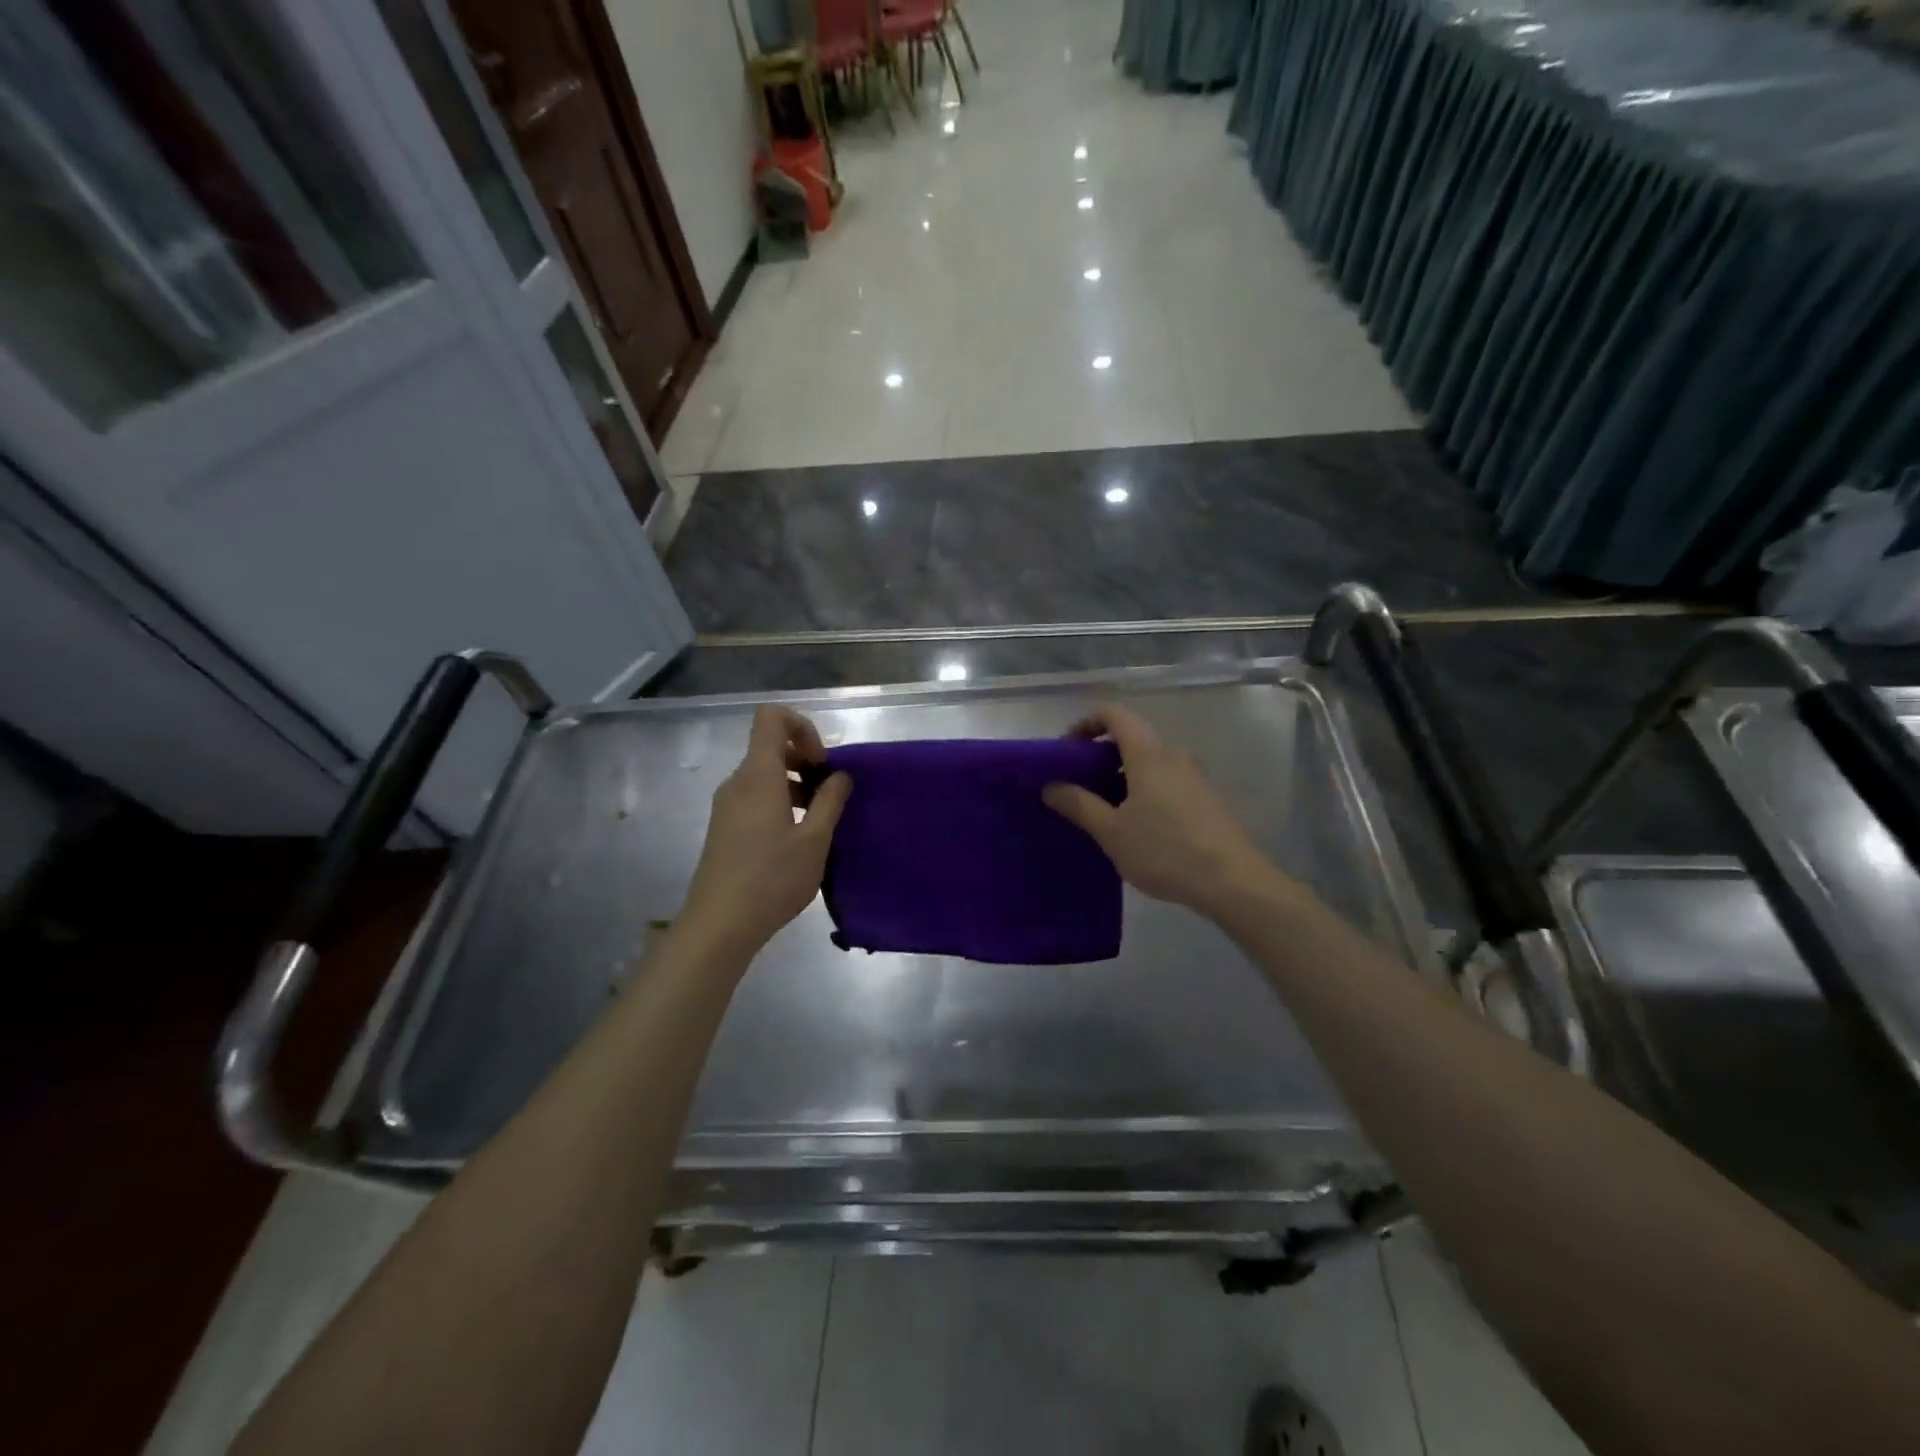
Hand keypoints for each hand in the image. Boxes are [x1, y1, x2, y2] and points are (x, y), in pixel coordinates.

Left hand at [679, 706, 851, 958]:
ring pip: (765, 774)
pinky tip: (797, 838)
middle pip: (770, 746)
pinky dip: (780, 802)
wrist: (719, 925)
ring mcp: (727, 805)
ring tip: (819, 820)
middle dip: (805, 760)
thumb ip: (831, 800)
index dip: (802, 726)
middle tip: (829, 795)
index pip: (771, 717)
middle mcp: (738, 782)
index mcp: (758, 775)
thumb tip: (841, 775)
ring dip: (796, 785)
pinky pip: (755, 797)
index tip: (822, 762)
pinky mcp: (725, 827)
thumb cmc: (772, 878)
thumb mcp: (815, 840)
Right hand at [1042, 703, 1279, 918]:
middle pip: (1131, 738)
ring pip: (1149, 762)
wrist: (1233, 882)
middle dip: (1100, 756)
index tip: (1066, 751)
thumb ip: (1079, 805)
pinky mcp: (1206, 799)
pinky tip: (1136, 827)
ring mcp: (1194, 777)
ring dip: (1122, 776)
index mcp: (1148, 755)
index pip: (1114, 715)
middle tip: (1078, 785)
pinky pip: (1166, 781)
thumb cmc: (1165, 851)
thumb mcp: (1112, 832)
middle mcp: (1174, 756)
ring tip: (1103, 810)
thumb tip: (1051, 786)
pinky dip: (1143, 790)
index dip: (1086, 723)